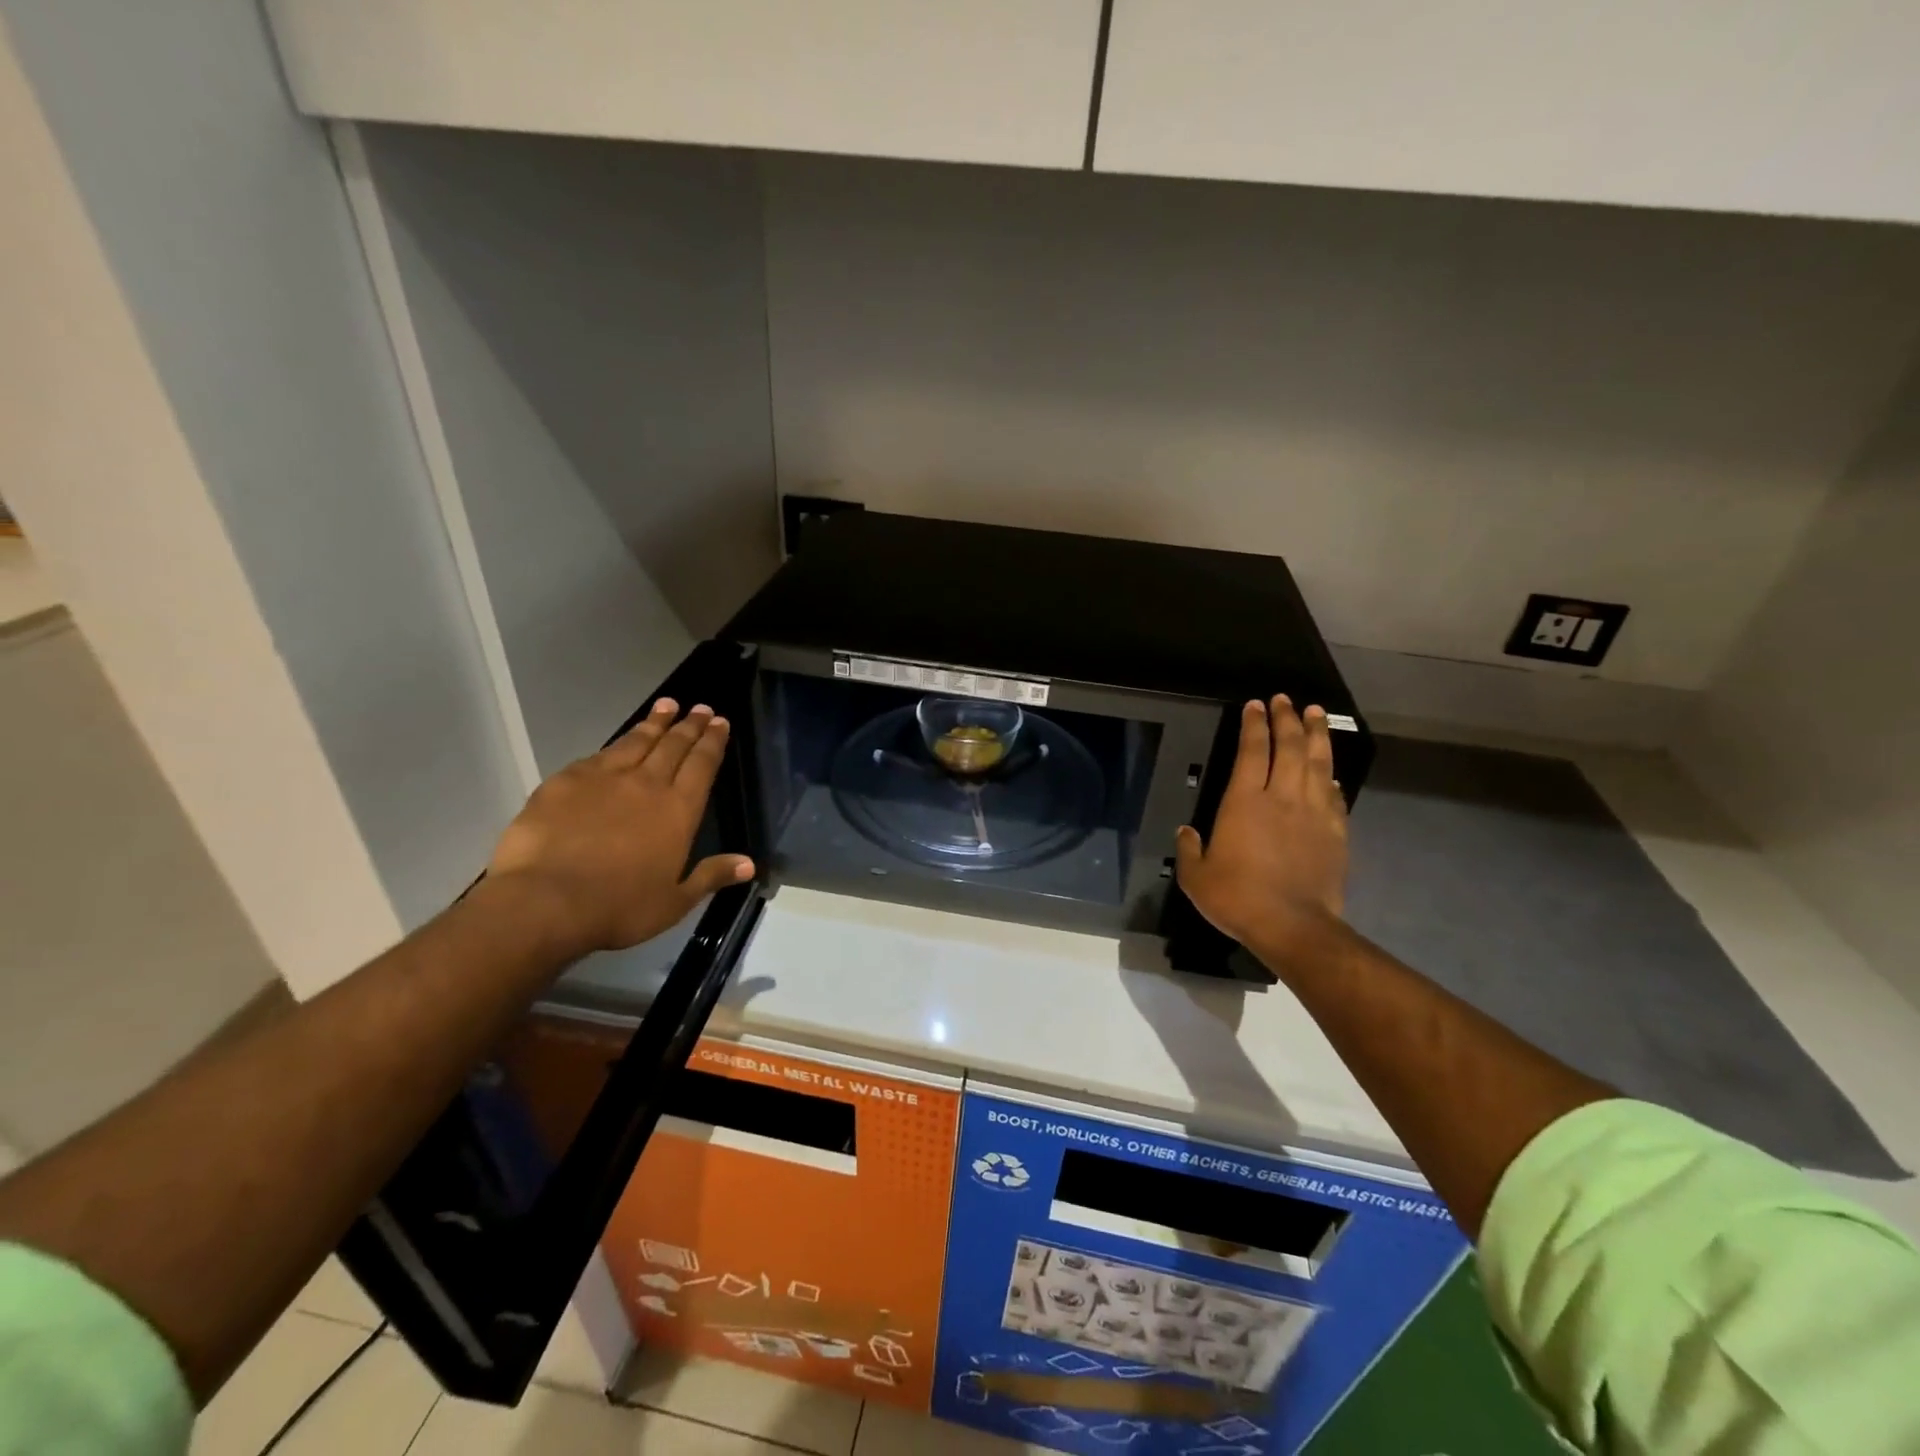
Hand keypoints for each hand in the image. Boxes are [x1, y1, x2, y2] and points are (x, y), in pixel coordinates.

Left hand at [486, 699, 754, 957]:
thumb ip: (711, 876)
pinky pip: (597, 756)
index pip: (702, 765)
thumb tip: (749, 863)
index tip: (720, 721)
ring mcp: (604, 778)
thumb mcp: (674, 902)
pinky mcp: (565, 781)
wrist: (546, 901)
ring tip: (666, 706)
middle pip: (673, 746)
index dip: (712, 742)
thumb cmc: (618, 907)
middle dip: (689, 725)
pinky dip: (614, 745)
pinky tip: (616, 743)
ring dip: (654, 723)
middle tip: (700, 708)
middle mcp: (647, 784)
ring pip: (636, 741)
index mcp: (678, 810)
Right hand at [1175, 696, 1347, 959]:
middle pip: (1290, 748)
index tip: (1256, 705)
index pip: (1252, 751)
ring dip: (1317, 736)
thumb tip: (1186, 831)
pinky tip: (1331, 773)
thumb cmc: (1237, 898)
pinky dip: (1332, 779)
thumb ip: (1189, 849)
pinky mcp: (1336, 833)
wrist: (1293, 926)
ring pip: (1318, 764)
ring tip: (1316, 714)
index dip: (1254, 725)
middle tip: (1286, 700)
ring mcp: (1314, 814)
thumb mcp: (1196, 877)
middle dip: (1287, 719)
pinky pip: (1336, 797)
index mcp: (1245, 802)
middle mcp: (1282, 798)